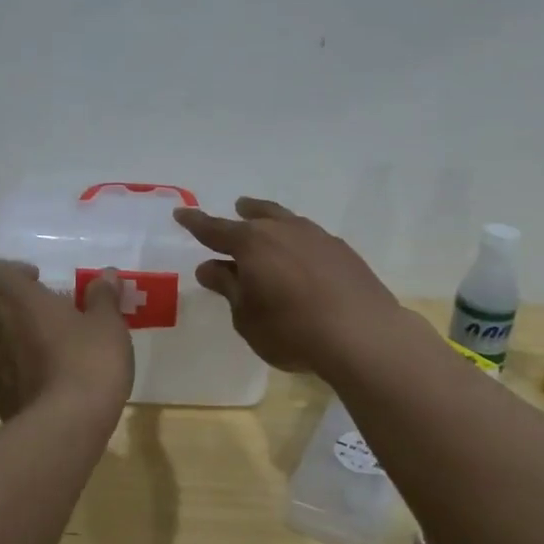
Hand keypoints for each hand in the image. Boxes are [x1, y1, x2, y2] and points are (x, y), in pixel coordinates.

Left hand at [0, 259, 134, 420]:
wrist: (64, 429)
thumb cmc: (86, 361)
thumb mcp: (107, 324)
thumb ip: (103, 297)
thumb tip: (106, 276)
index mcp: (12, 298)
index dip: (3, 270)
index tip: (37, 279)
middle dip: (14, 304)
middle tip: (51, 312)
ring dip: (15, 336)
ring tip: (54, 345)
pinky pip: (2, 369)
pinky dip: (19, 367)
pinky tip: (52, 378)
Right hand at [174, 197, 406, 375]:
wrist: (361, 334)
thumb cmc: (290, 330)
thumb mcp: (246, 316)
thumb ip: (228, 287)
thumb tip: (209, 266)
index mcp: (251, 243)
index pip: (215, 229)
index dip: (196, 222)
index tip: (181, 213)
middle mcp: (283, 230)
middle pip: (257, 215)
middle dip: (243, 212)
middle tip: (237, 208)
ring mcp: (317, 237)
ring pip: (287, 221)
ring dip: (273, 222)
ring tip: (269, 227)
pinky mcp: (342, 252)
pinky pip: (311, 238)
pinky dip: (298, 242)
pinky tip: (303, 257)